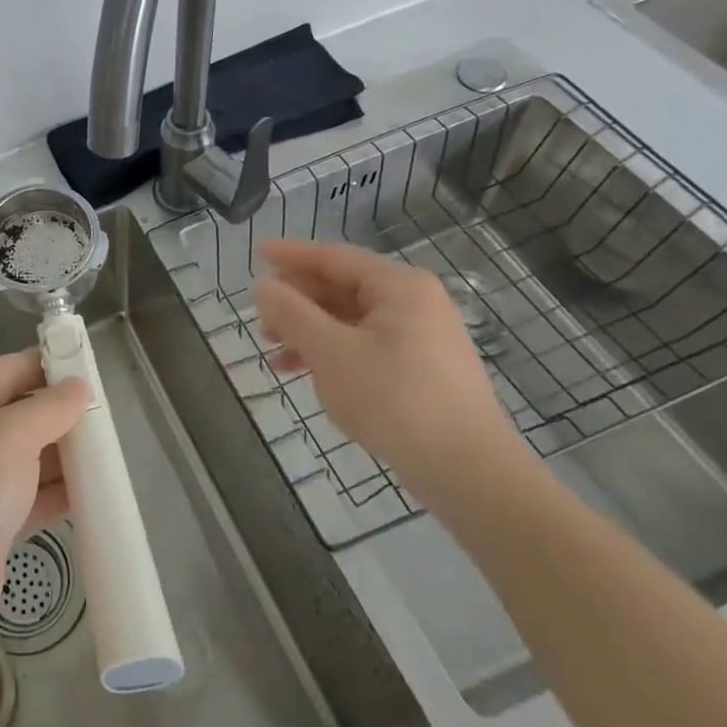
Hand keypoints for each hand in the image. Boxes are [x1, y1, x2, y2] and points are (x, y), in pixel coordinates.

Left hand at [0, 351, 88, 652]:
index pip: (9, 369)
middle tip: (108, 419)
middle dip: (60, 415)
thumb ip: (49, 408)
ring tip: (109, 455)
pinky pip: (29, 497)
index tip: (91, 372)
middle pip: (19, 413)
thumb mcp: (10, 434)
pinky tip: (93, 495)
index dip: (49, 366)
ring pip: (27, 457)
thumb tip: (78, 387)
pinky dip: (57, 495)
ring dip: (63, 457)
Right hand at [252, 239, 528, 504]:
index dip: (291, 255)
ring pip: (350, 320)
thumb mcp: (330, 352)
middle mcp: (415, 302)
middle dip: (297, 302)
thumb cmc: (395, 400)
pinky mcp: (423, 369)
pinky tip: (307, 374)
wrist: (469, 473)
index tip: (257, 253)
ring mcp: (423, 337)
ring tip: (274, 352)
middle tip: (261, 319)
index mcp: (399, 286)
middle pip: (341, 288)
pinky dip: (332, 353)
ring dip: (309, 331)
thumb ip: (291, 313)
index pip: (334, 257)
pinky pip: (365, 345)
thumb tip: (263, 285)